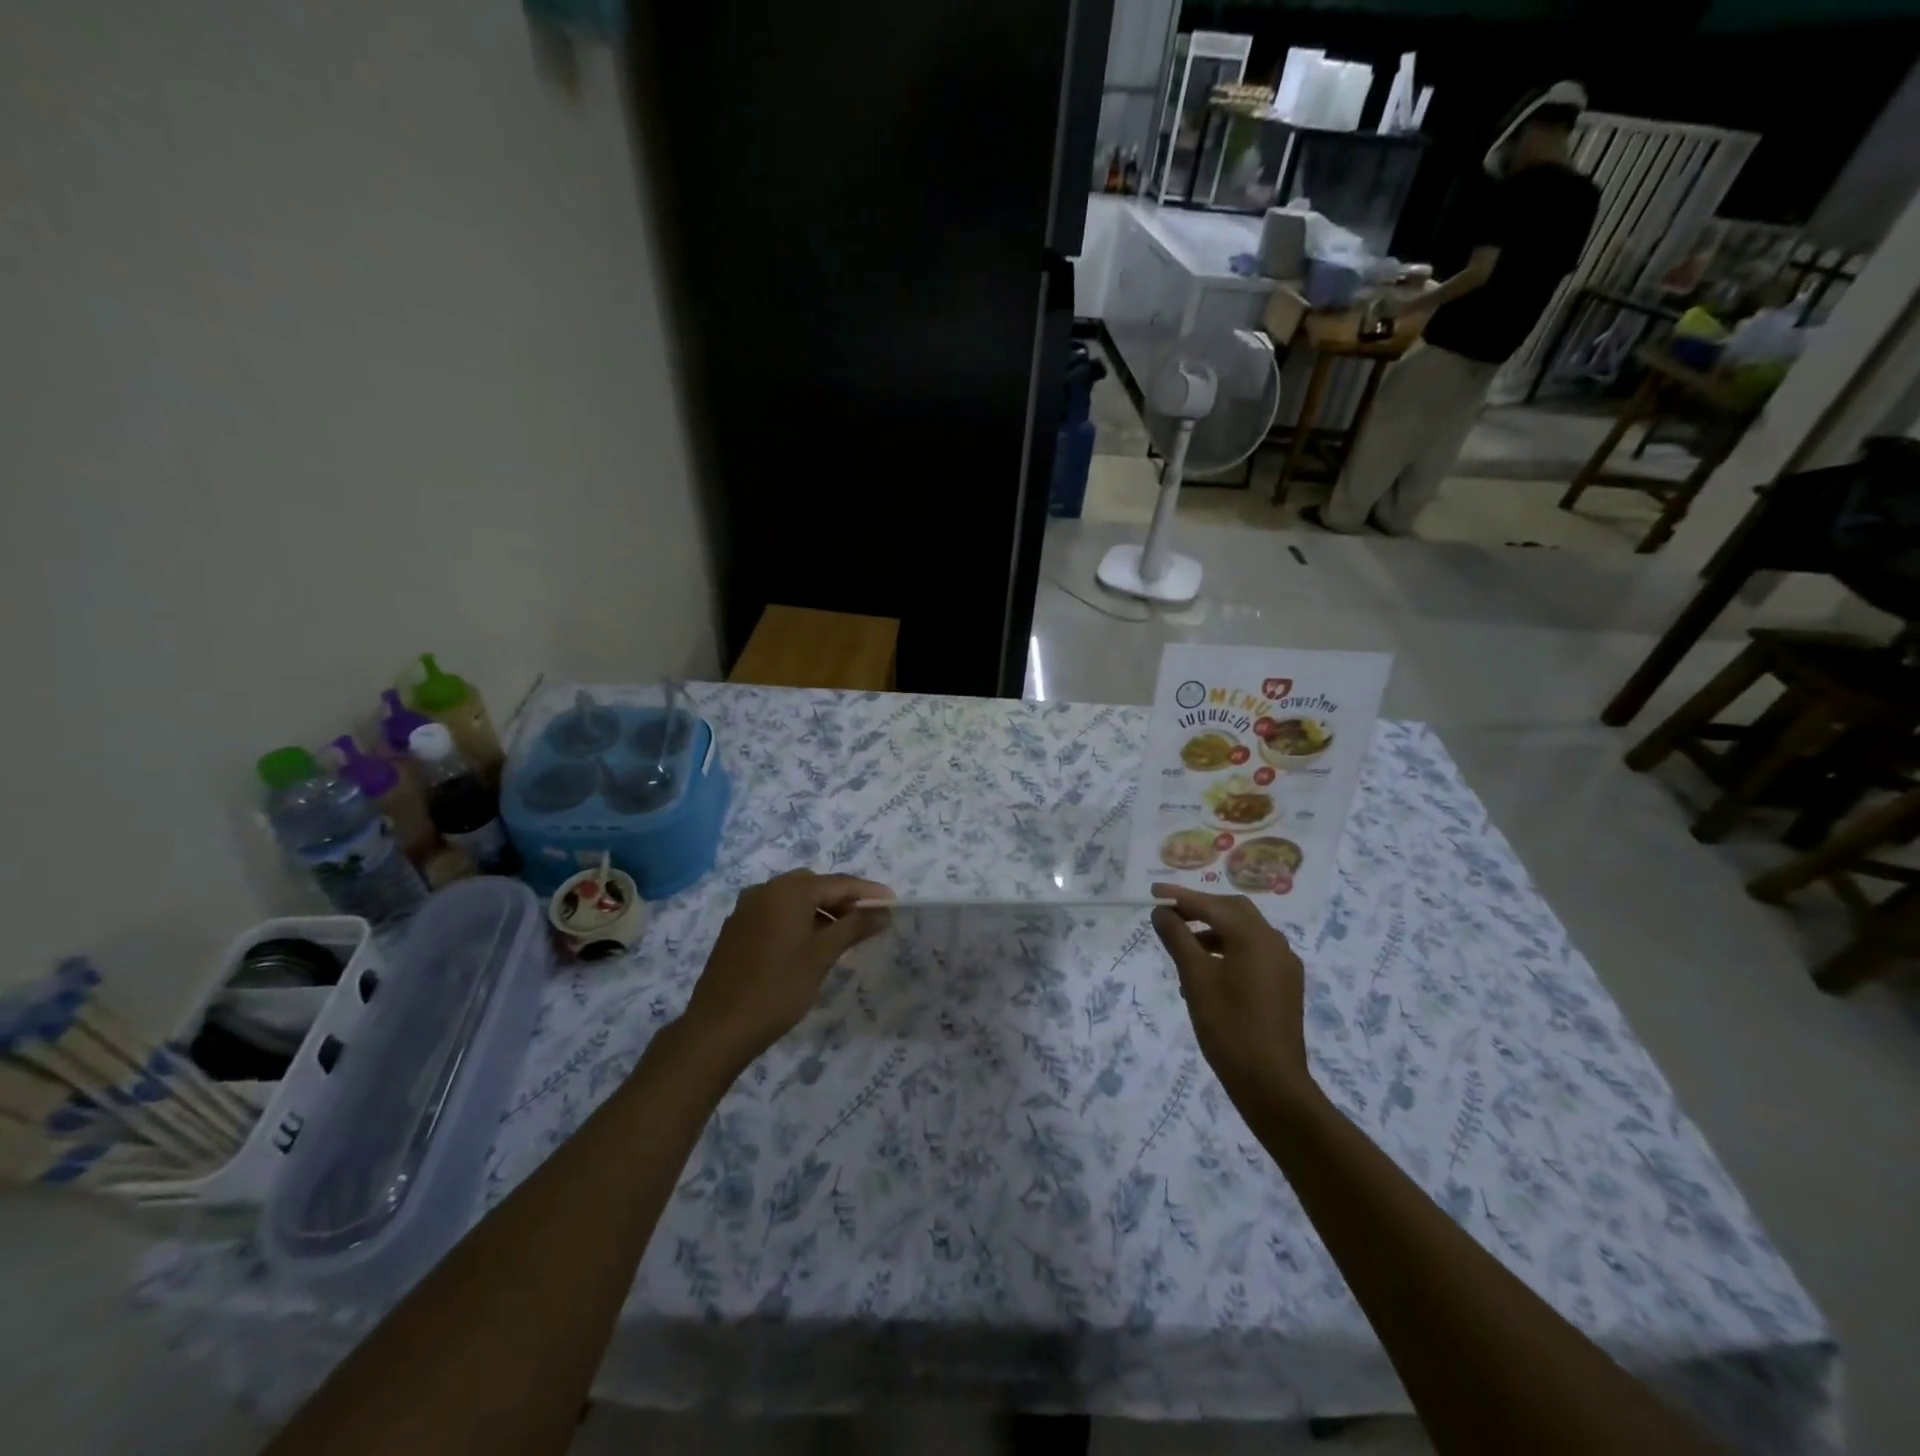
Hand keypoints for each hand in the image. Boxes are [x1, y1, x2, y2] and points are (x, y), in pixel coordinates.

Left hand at [680, 870, 892, 1070]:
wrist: (718, 1028)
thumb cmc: (778, 989)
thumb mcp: (822, 956)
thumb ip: (854, 928)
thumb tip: (883, 912)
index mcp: (788, 891)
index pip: (839, 883)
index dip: (868, 892)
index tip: (892, 902)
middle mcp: (765, 890)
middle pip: (814, 886)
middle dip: (842, 899)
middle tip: (866, 920)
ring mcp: (746, 909)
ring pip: (792, 899)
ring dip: (819, 910)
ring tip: (841, 936)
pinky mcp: (735, 929)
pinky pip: (774, 913)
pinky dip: (796, 920)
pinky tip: (807, 946)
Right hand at [1151, 883, 1313, 1111]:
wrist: (1271, 1084)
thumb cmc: (1228, 1027)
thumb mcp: (1195, 979)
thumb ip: (1177, 939)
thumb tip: (1162, 913)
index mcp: (1254, 937)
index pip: (1212, 905)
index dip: (1180, 897)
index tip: (1152, 893)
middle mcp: (1274, 943)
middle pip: (1234, 911)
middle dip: (1200, 909)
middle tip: (1170, 915)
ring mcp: (1283, 965)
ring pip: (1244, 932)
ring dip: (1213, 931)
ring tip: (1183, 947)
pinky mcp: (1285, 985)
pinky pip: (1253, 953)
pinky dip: (1228, 950)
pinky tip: (1207, 971)